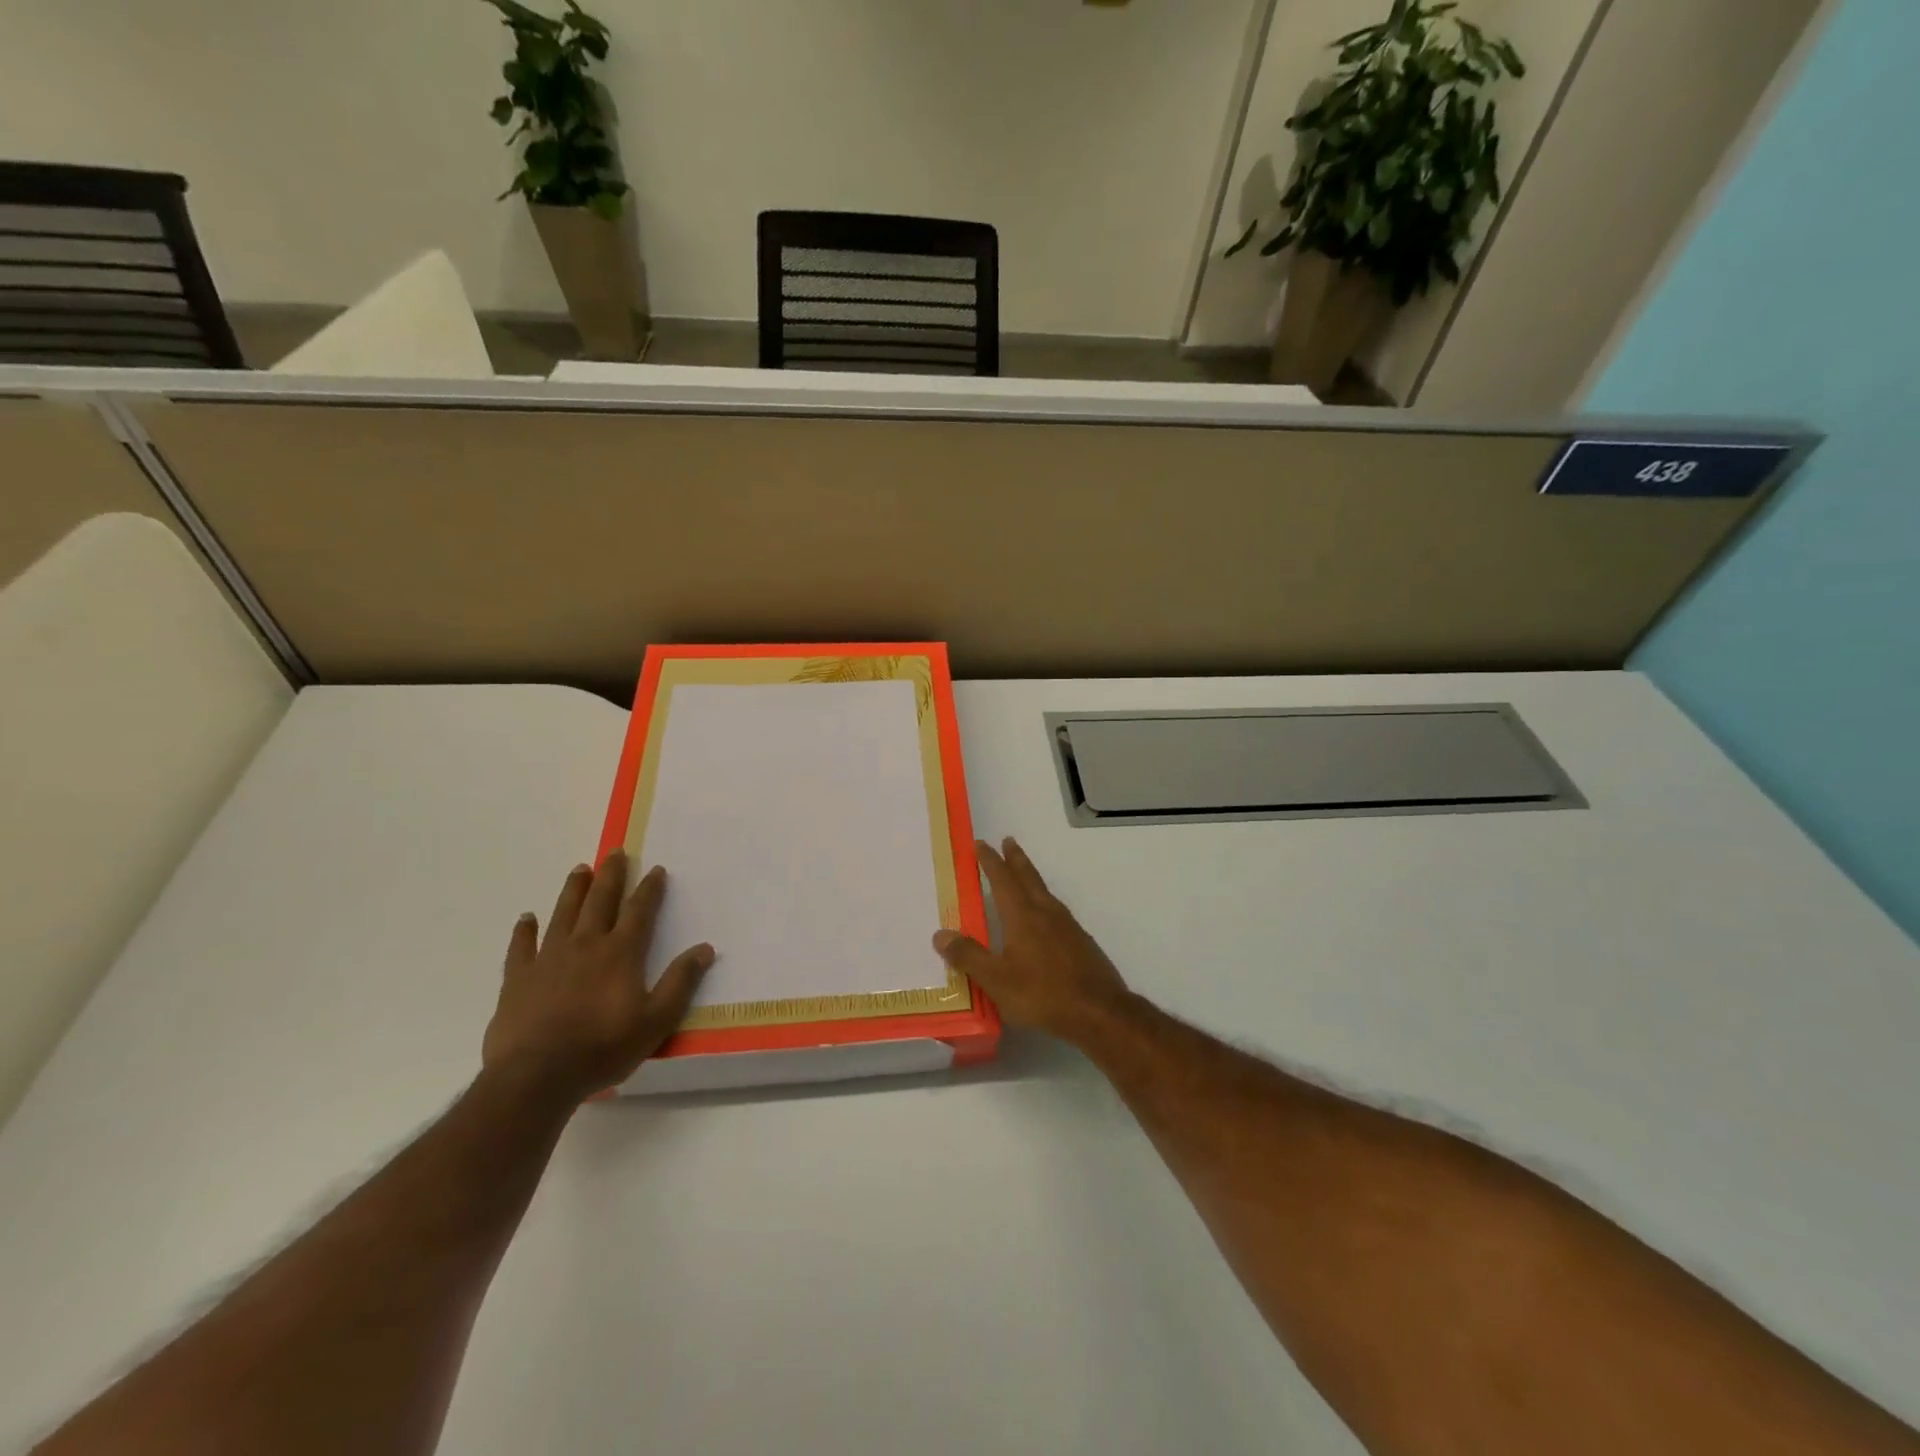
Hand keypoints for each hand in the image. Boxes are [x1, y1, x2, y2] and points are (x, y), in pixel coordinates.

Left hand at [482, 849, 714, 1104]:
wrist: (537, 1076)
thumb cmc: (603, 1048)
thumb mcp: (656, 1020)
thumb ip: (680, 982)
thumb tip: (705, 948)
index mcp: (620, 953)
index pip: (639, 911)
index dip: (649, 889)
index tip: (656, 869)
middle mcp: (585, 945)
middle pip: (600, 901)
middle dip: (610, 876)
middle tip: (615, 852)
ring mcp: (548, 959)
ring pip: (563, 914)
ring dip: (573, 890)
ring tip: (579, 870)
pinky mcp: (518, 978)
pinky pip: (521, 947)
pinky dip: (524, 930)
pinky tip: (526, 918)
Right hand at [933, 837, 1131, 1044]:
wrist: (1099, 1011)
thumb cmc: (1043, 994)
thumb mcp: (997, 980)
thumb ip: (969, 957)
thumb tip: (940, 934)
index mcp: (1023, 917)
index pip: (1003, 881)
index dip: (991, 862)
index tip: (981, 844)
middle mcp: (1046, 913)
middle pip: (1029, 877)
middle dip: (1016, 859)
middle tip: (1008, 840)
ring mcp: (1068, 927)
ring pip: (1045, 892)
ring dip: (1031, 877)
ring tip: (1023, 874)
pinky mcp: (1081, 942)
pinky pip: (1057, 911)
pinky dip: (1044, 901)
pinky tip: (1045, 916)